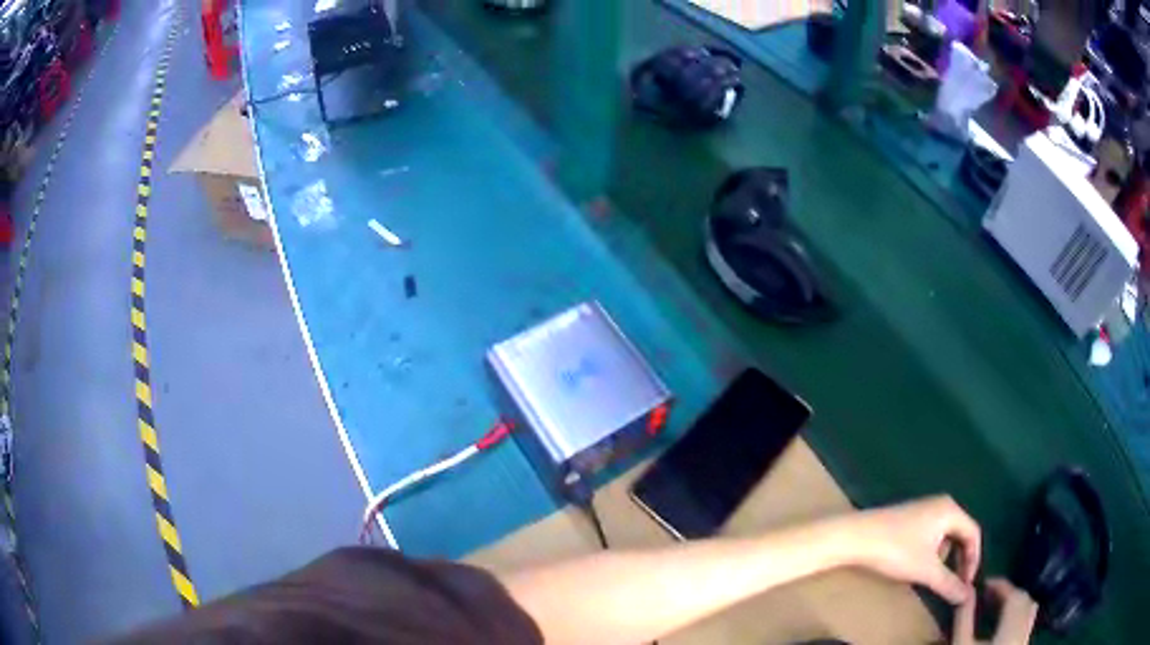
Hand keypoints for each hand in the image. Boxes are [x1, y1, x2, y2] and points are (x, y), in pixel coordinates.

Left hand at [833, 495, 980, 603]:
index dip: (973, 560)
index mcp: (950, 510)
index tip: (966, 585)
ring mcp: (923, 509)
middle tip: (955, 583)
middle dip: (960, 560)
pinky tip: (918, 567)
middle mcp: (940, 504)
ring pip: (945, 536)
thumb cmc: (896, 550)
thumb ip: (949, 584)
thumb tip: (968, 598)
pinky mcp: (908, 518)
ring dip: (945, 558)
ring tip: (935, 578)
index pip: (974, 533)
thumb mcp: (926, 570)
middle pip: (961, 533)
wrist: (855, 537)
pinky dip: (931, 553)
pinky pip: (931, 535)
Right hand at [953, 578, 1037, 644]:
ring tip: (998, 606)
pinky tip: (1004, 624)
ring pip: (1029, 609)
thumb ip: (964, 619)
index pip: (1013, 595)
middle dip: (1008, 593)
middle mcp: (1023, 628)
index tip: (984, 583)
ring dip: (1015, 602)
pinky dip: (1018, 614)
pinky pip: (1027, 621)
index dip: (1000, 585)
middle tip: (990, 594)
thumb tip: (965, 591)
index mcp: (1011, 626)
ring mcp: (1025, 637)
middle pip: (1024, 599)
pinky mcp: (1023, 643)